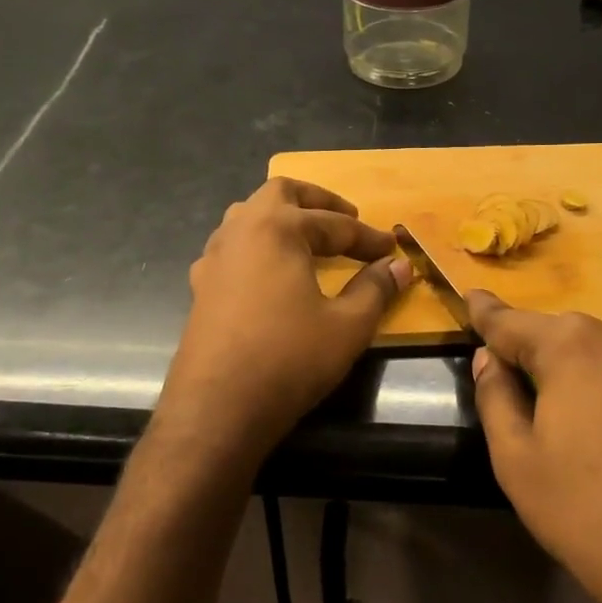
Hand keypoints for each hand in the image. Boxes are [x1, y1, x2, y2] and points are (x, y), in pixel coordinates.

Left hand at [156, 178, 412, 457]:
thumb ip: (375, 289)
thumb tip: (400, 266)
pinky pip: (234, 247)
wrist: (217, 408)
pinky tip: (271, 274)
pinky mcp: (201, 286)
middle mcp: (241, 230)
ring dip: (282, 219)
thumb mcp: (347, 325)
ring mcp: (214, 258)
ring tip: (309, 240)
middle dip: (317, 201)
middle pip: (280, 194)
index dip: (368, 237)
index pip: (333, 223)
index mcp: (277, 228)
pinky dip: (259, 247)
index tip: (392, 250)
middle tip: (346, 219)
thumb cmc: (288, 359)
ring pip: (249, 216)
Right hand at [466, 292, 601, 602]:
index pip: (512, 322)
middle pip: (559, 335)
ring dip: (572, 372)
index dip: (485, 313)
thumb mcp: (519, 462)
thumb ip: (496, 398)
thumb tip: (488, 359)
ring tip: (557, 417)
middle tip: (508, 380)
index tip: (470, 296)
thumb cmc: (591, 516)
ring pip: (599, 354)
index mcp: (573, 345)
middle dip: (531, 352)